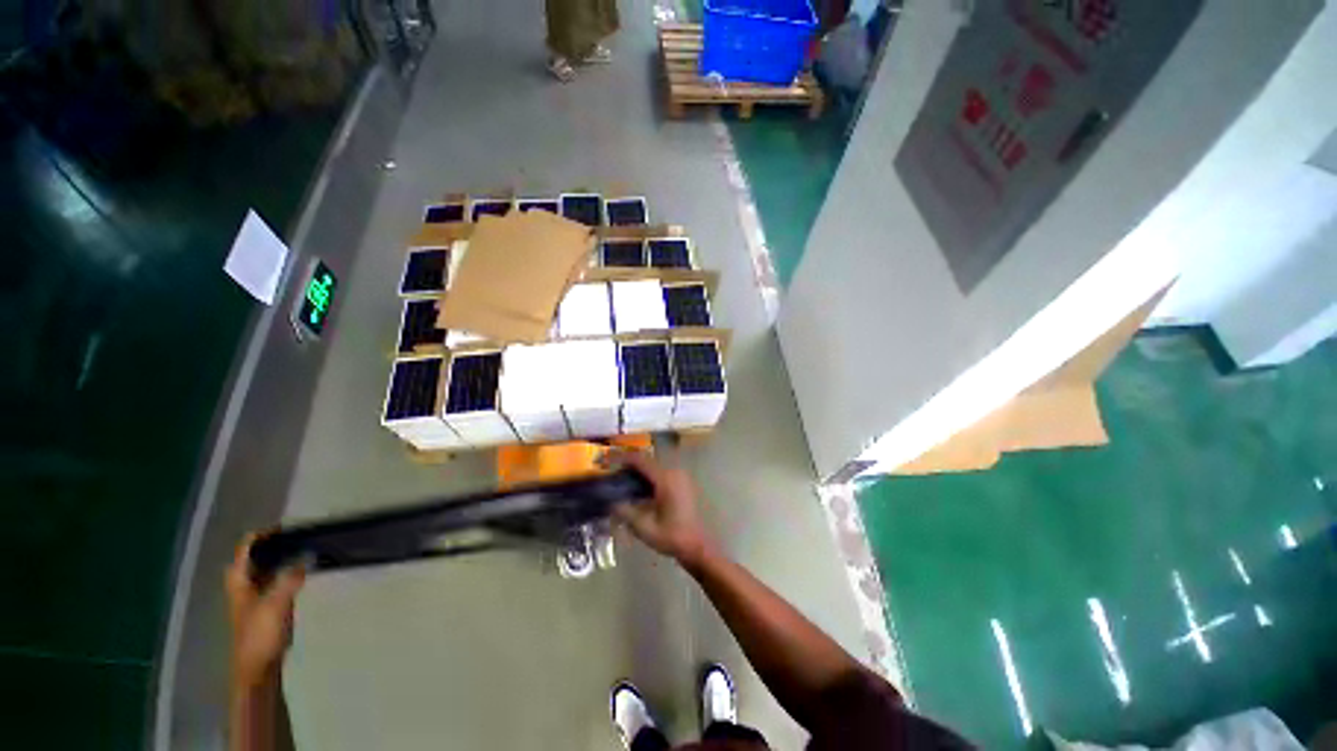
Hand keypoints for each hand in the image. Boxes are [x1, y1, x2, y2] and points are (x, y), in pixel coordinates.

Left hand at [225, 534, 305, 688]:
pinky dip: (285, 572)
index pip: (247, 548)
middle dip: (272, 546)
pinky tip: (300, 573)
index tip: (287, 527)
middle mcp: (243, 585)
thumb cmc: (260, 634)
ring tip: (302, 549)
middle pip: (253, 558)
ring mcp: (254, 597)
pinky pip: (274, 581)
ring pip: (264, 569)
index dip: (263, 535)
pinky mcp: (265, 607)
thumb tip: (309, 555)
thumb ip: (291, 578)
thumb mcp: (276, 604)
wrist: (257, 668)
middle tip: (295, 537)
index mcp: (239, 581)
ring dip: (279, 558)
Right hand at [609, 451, 714, 566]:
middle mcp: (674, 472)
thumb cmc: (672, 537)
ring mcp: (680, 477)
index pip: (641, 461)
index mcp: (665, 480)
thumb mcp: (644, 528)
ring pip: (655, 467)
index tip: (609, 462)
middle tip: (615, 477)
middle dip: (630, 467)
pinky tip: (641, 491)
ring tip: (625, 484)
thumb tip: (610, 502)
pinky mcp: (683, 483)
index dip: (624, 459)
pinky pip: (662, 474)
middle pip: (648, 462)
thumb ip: (625, 512)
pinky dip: (649, 477)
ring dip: (640, 472)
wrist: (698, 545)